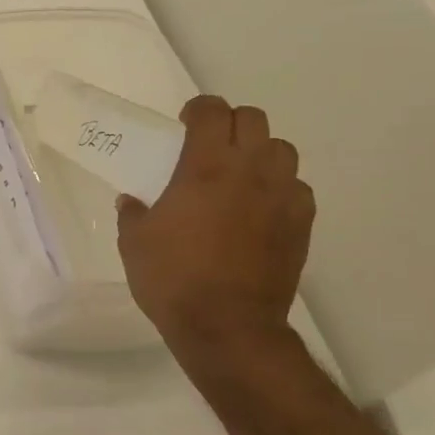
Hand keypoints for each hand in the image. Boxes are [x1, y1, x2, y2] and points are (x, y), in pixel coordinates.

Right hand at [115, 96, 314, 368]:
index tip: (185, 124)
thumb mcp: (134, 243)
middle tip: (210, 146)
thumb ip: (133, 214)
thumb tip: (132, 201)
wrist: (227, 326)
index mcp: (205, 166)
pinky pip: (297, 188)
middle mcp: (250, 170)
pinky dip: (279, 188)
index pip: (212, 111)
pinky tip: (260, 210)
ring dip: (260, 153)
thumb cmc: (173, 278)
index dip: (198, 109)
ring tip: (240, 176)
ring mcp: (282, 196)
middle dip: (230, 124)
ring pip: (282, 150)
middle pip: (253, 120)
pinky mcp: (302, 223)